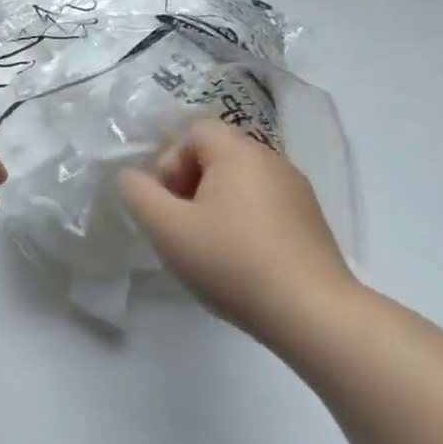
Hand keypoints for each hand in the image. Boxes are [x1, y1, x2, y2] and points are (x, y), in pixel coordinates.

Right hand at [117, 119, 356, 338]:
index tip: (167, 203)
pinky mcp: (310, 221)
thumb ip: (137, 193)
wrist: (311, 312)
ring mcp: (297, 191)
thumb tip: (131, 176)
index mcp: (238, 152)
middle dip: (188, 185)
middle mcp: (272, 161)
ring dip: (213, 206)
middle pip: (216, 155)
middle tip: (180, 227)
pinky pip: (262, 206)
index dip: (169, 161)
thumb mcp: (166, 227)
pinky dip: (242, 222)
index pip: (193, 131)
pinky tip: (239, 261)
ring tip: (207, 248)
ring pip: (239, 183)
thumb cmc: (231, 261)